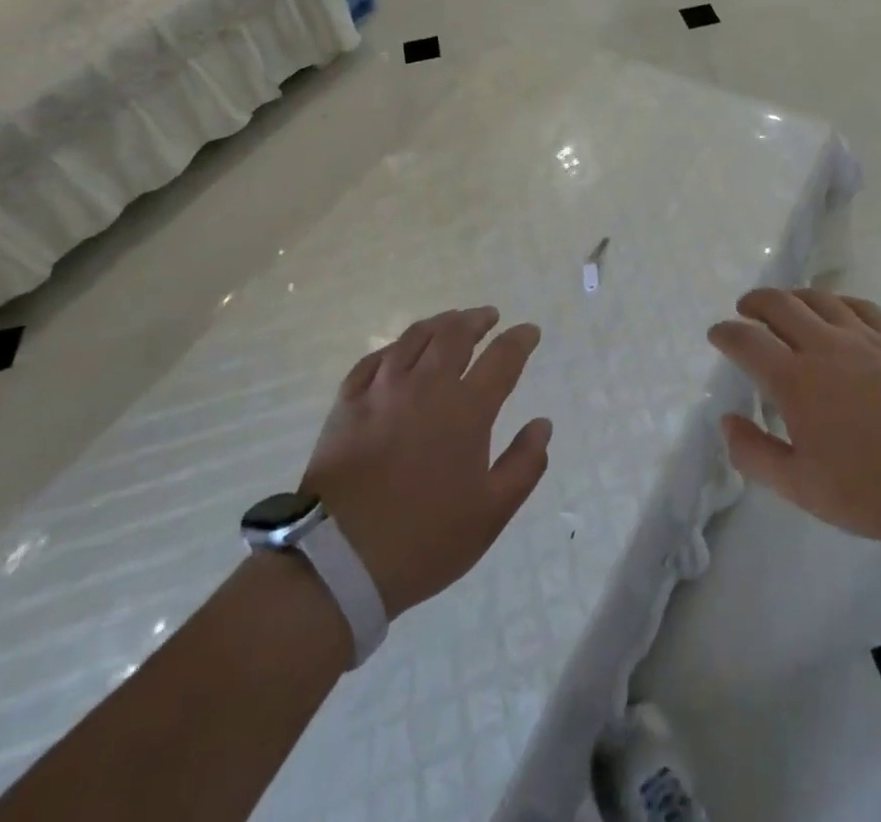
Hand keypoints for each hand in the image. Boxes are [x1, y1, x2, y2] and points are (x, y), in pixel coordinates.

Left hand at [304, 308, 551, 619]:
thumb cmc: (424, 540)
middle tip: (489, 316)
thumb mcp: (491, 513)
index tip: (530, 331)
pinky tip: (399, 352)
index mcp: (466, 409)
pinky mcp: (347, 404)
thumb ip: (524, 464)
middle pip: (455, 333)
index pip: (503, 357)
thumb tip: (543, 424)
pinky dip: (395, 347)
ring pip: (414, 337)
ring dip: (439, 323)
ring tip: (451, 322)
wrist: (337, 563)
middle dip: (477, 319)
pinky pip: (374, 359)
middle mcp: (426, 386)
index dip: (520, 339)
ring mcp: (382, 391)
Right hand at [709, 288, 880, 550]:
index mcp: (795, 381)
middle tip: (745, 310)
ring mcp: (864, 338)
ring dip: (794, 296)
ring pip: (819, 299)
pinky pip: (861, 306)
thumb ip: (755, 453)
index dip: (726, 332)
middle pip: (780, 305)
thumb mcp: (801, 488)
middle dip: (755, 302)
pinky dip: (839, 301)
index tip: (717, 334)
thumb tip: (726, 420)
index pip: (747, 341)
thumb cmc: (872, 491)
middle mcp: (824, 347)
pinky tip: (837, 309)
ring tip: (786, 304)